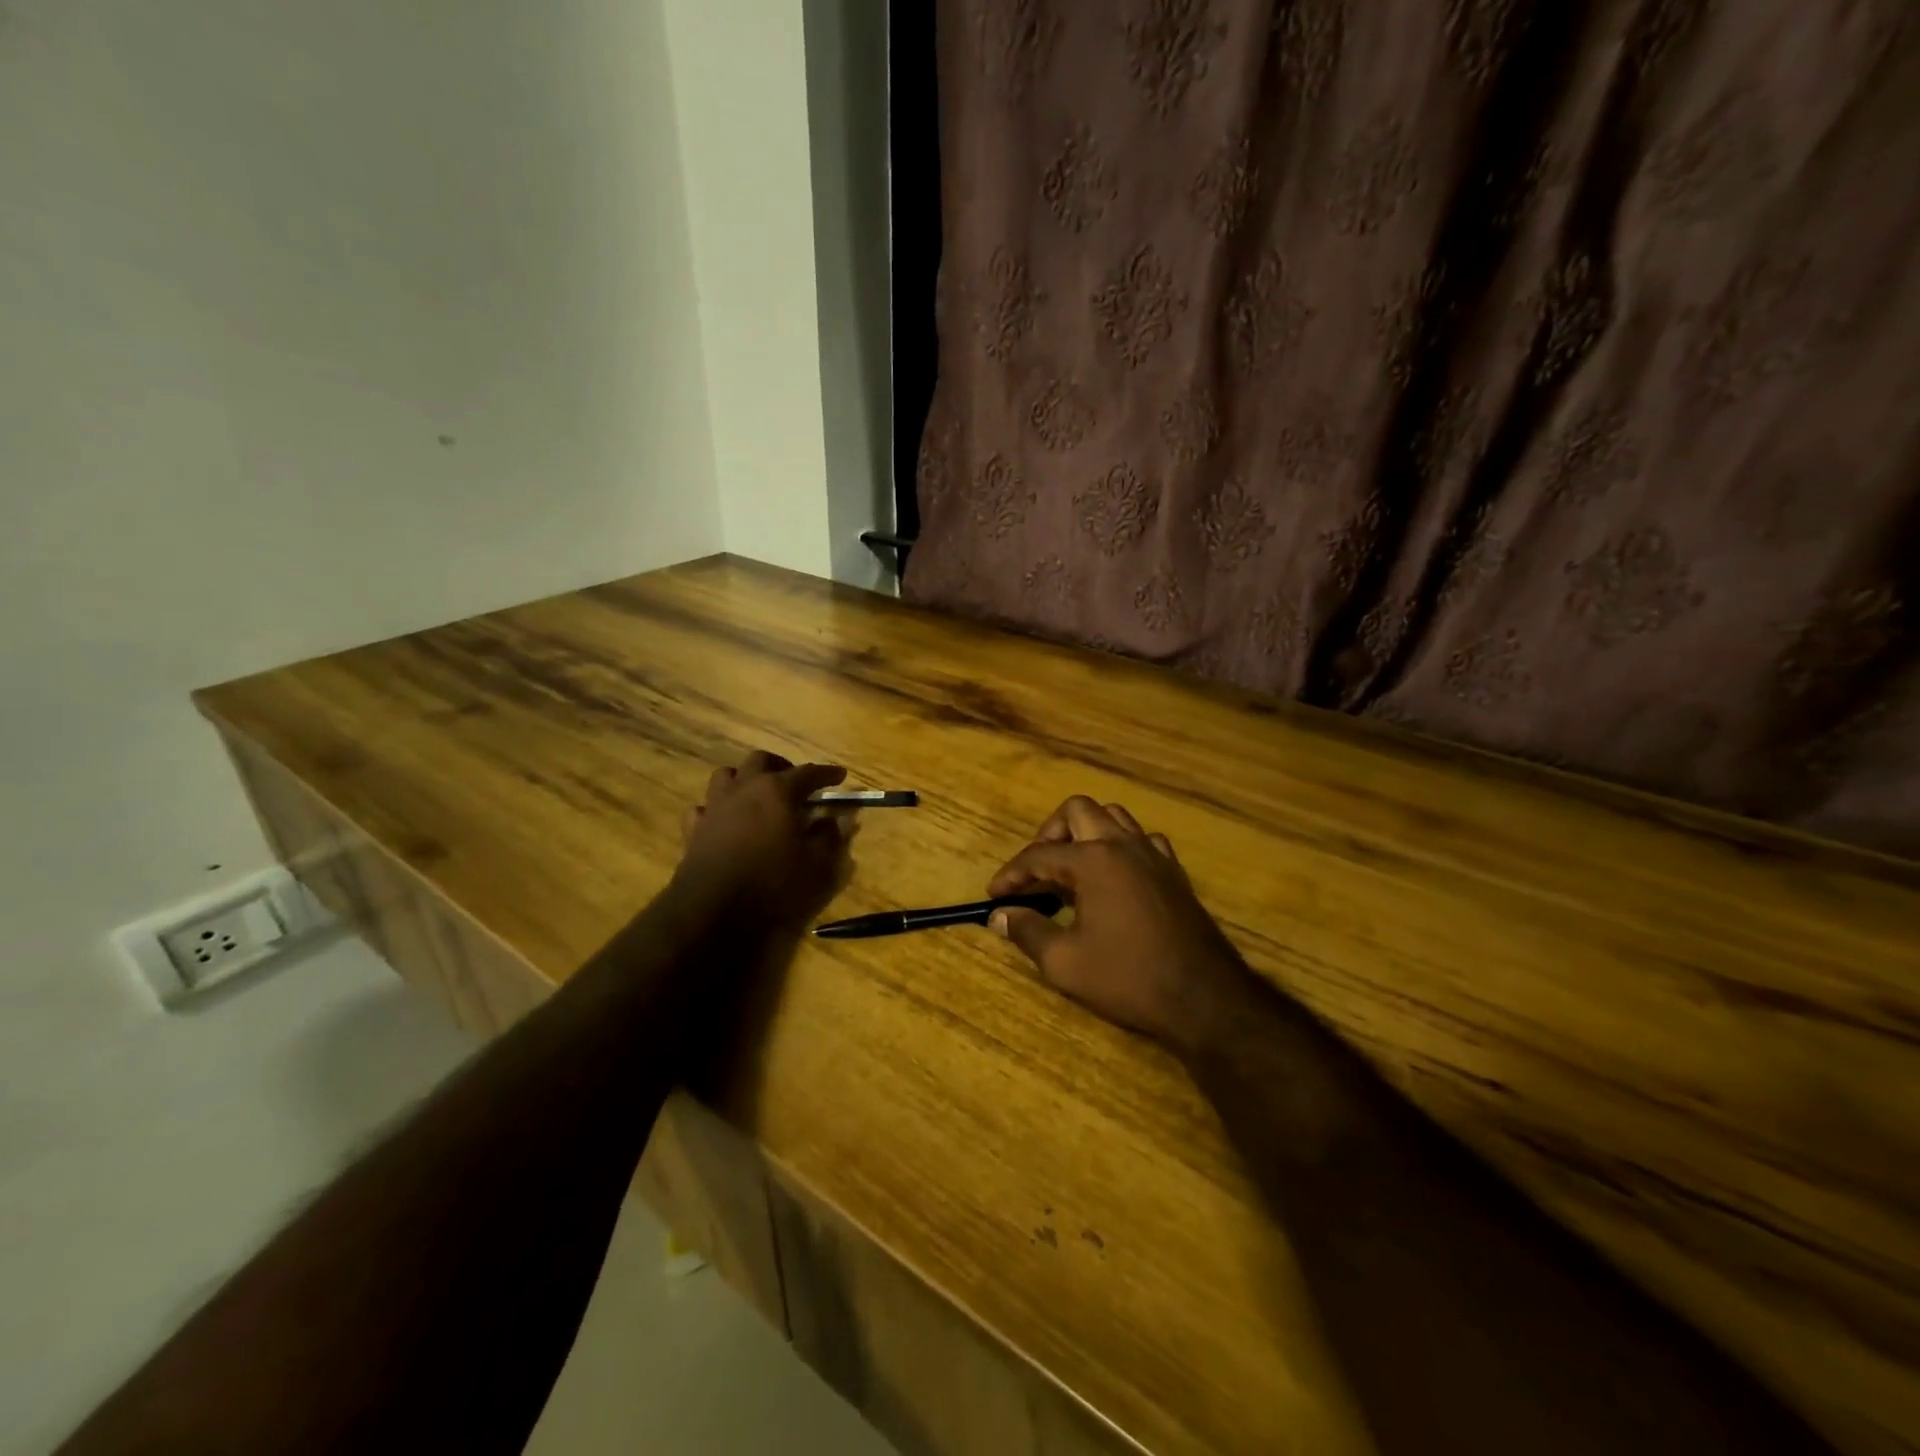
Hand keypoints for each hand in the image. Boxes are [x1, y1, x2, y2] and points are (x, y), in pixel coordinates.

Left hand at [670, 751, 852, 929]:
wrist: (713, 910)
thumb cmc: (773, 883)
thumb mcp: (817, 864)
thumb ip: (829, 837)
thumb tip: (832, 821)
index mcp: (777, 791)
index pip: (808, 772)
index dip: (827, 773)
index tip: (840, 775)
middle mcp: (744, 789)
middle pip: (761, 760)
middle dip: (781, 766)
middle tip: (795, 784)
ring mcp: (715, 806)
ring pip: (726, 775)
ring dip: (744, 779)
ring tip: (757, 796)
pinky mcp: (694, 829)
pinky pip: (704, 807)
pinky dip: (717, 809)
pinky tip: (725, 821)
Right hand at [987, 797, 1249, 1054]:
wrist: (1204, 998)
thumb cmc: (1128, 978)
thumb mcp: (1065, 962)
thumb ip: (1028, 932)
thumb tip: (1000, 916)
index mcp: (1093, 860)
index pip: (1038, 855)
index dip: (1011, 875)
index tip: (993, 896)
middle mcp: (1122, 845)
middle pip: (1077, 811)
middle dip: (1049, 834)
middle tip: (1036, 871)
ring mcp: (1153, 854)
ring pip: (1113, 817)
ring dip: (1086, 832)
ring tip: (1071, 867)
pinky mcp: (1174, 871)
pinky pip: (1143, 839)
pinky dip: (1121, 847)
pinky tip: (1114, 876)